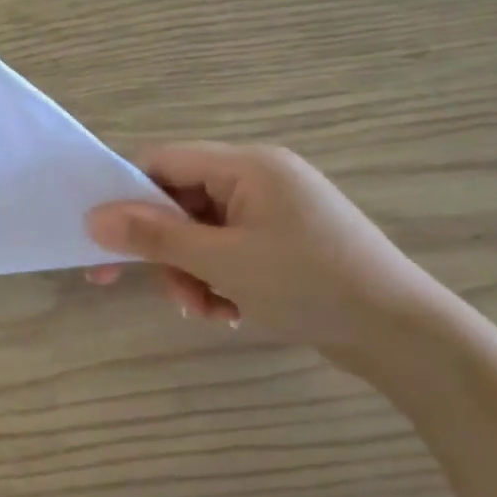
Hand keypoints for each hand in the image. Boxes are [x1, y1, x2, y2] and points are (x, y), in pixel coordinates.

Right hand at [85, 144, 440, 362]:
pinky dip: (218, 280)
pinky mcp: (284, 242)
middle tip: (164, 294)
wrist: (402, 334)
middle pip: (180, 203)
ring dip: (191, 274)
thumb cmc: (309, 284)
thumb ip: (154, 236)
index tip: (104, 241)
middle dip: (168, 252)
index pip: (163, 162)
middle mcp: (259, 178)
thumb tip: (93, 218)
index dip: (127, 198)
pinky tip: (230, 312)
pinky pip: (229, 251)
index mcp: (247, 166)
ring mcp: (274, 211)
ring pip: (201, 234)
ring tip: (206, 312)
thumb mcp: (221, 261)